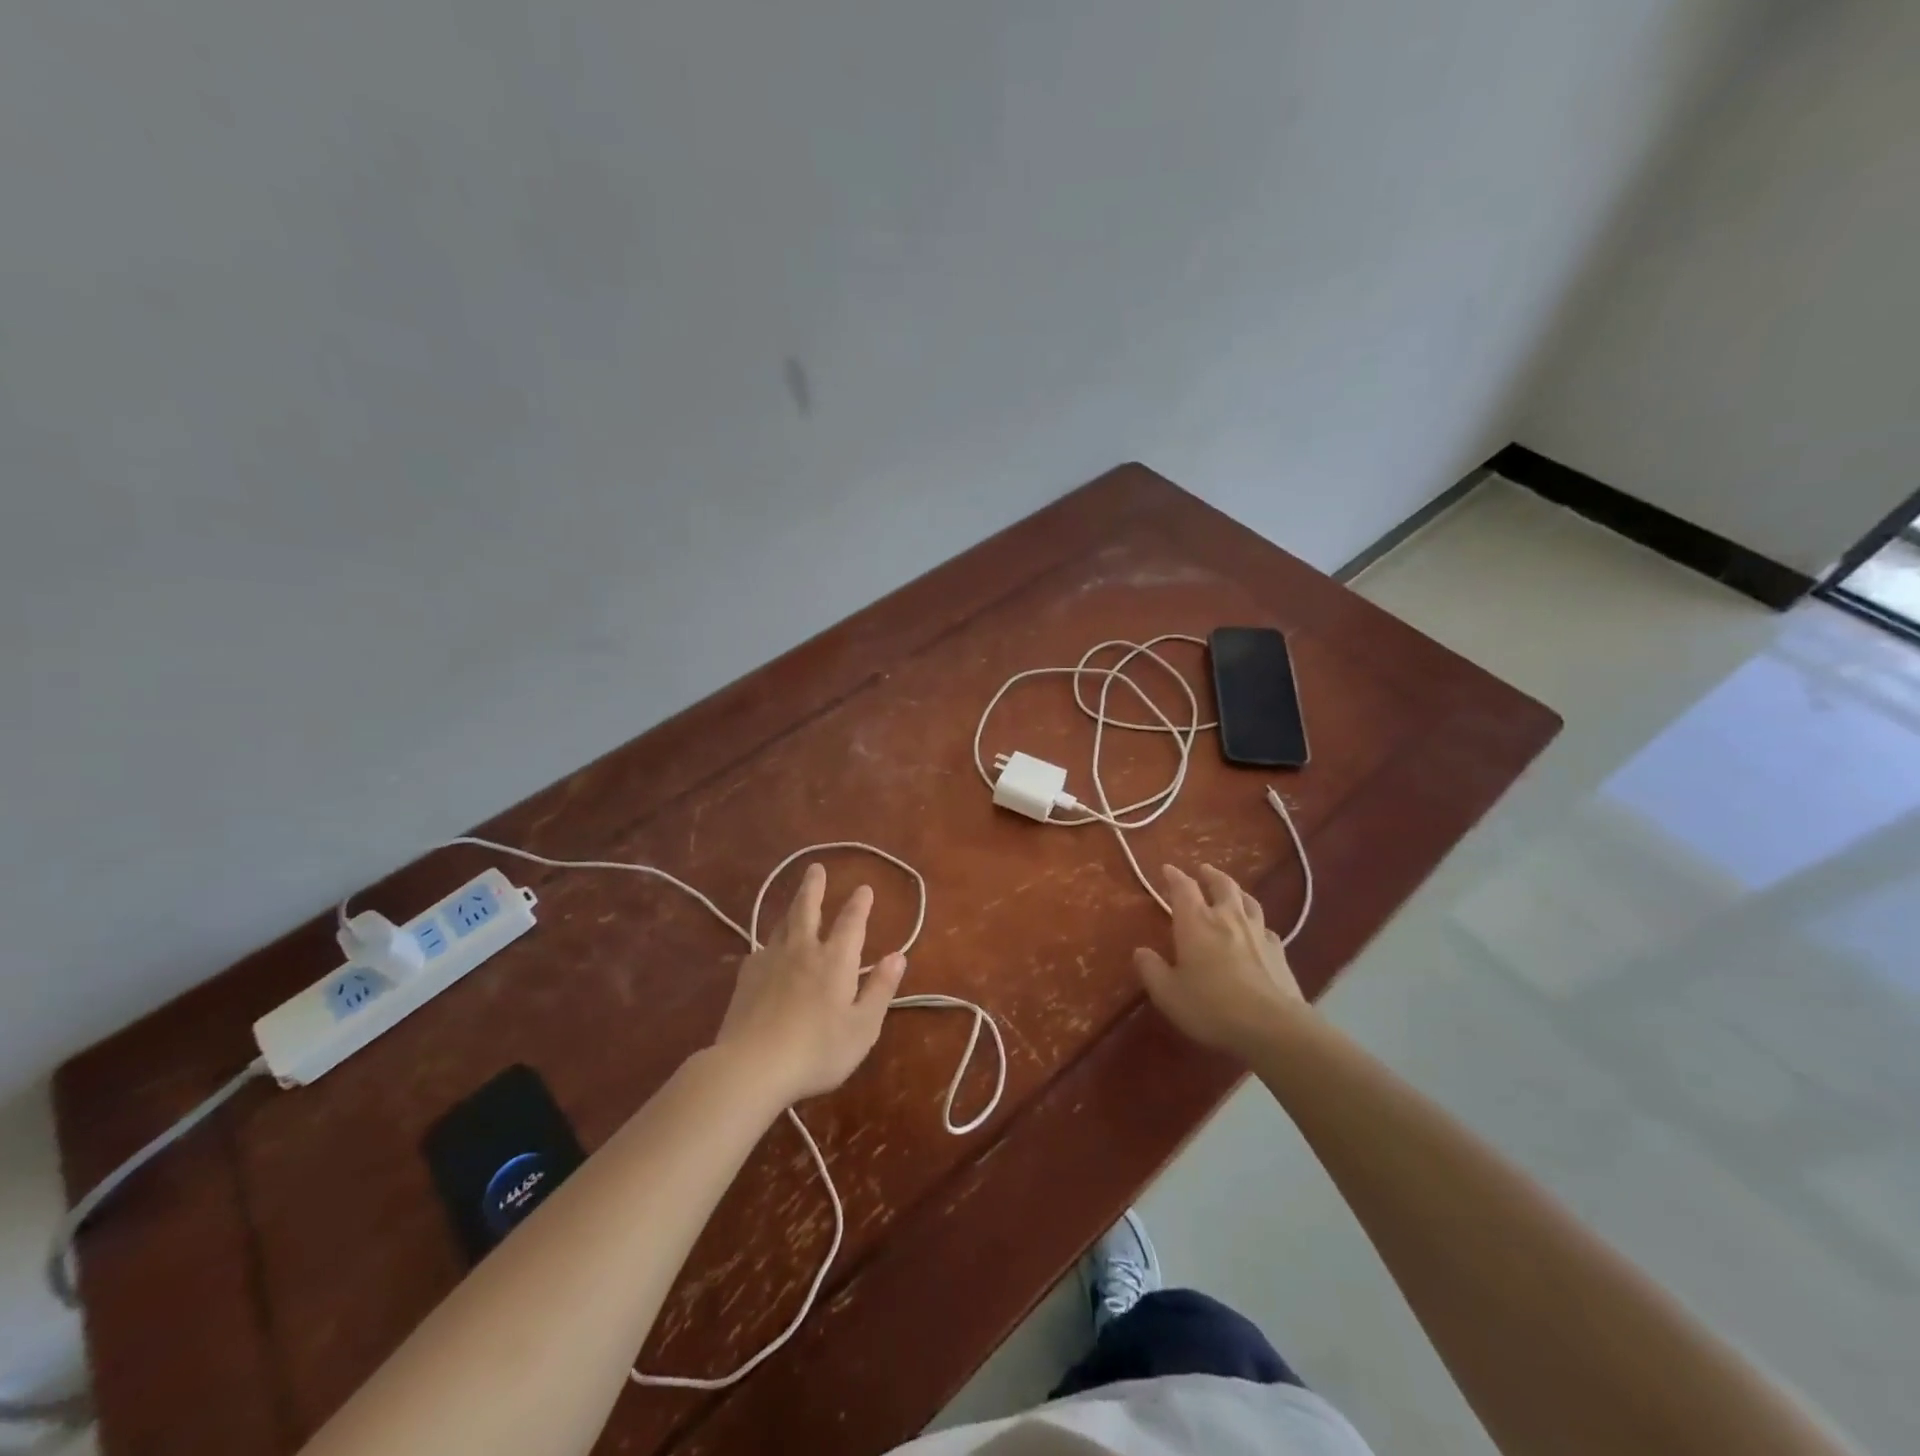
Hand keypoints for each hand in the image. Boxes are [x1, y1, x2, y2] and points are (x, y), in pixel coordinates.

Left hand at [714, 863, 906, 1104]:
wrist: (751, 1066)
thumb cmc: (817, 1050)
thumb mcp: (862, 1026)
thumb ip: (880, 989)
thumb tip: (897, 956)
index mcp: (835, 960)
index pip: (851, 923)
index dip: (859, 904)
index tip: (864, 888)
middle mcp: (802, 951)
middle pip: (807, 909)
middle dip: (814, 888)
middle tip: (815, 868)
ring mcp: (770, 962)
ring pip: (782, 925)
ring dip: (792, 908)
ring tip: (796, 900)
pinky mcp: (746, 979)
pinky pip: (761, 950)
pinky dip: (770, 943)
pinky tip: (767, 951)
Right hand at [1134, 863, 1305, 1059]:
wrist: (1272, 1027)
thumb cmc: (1211, 1006)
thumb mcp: (1168, 993)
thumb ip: (1152, 970)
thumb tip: (1141, 952)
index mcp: (1196, 922)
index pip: (1183, 888)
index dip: (1174, 876)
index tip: (1168, 869)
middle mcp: (1227, 918)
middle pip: (1222, 885)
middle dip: (1210, 875)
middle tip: (1203, 870)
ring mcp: (1258, 933)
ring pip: (1248, 902)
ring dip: (1237, 892)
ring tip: (1232, 892)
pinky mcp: (1279, 952)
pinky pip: (1266, 928)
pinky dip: (1258, 924)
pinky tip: (1258, 932)